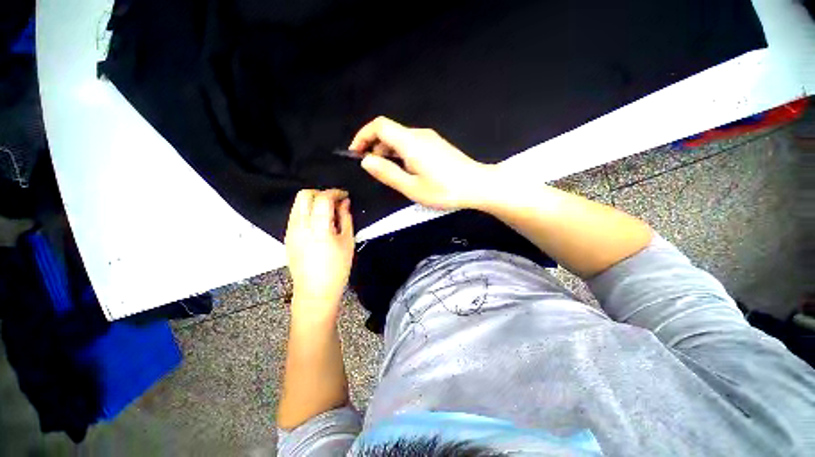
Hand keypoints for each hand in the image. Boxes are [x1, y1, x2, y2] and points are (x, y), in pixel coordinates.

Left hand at [284, 189, 353, 319]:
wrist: (315, 290)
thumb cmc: (337, 268)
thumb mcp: (347, 242)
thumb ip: (345, 218)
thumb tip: (344, 202)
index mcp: (318, 227)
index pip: (323, 198)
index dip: (335, 192)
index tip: (345, 195)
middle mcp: (300, 225)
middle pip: (304, 195)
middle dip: (320, 193)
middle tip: (334, 202)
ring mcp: (291, 230)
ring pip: (297, 204)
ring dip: (312, 201)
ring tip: (327, 212)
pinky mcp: (287, 236)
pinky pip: (295, 215)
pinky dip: (307, 211)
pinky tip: (318, 223)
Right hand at [350, 116, 494, 209]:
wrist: (478, 186)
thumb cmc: (445, 190)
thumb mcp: (412, 187)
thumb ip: (388, 173)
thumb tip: (366, 161)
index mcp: (410, 142)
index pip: (379, 126)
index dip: (363, 135)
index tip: (356, 153)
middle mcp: (419, 135)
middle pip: (389, 131)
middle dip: (374, 147)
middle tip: (373, 170)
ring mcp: (430, 139)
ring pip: (400, 139)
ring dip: (388, 152)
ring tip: (389, 174)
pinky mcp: (436, 145)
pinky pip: (411, 144)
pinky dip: (400, 154)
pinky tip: (405, 170)